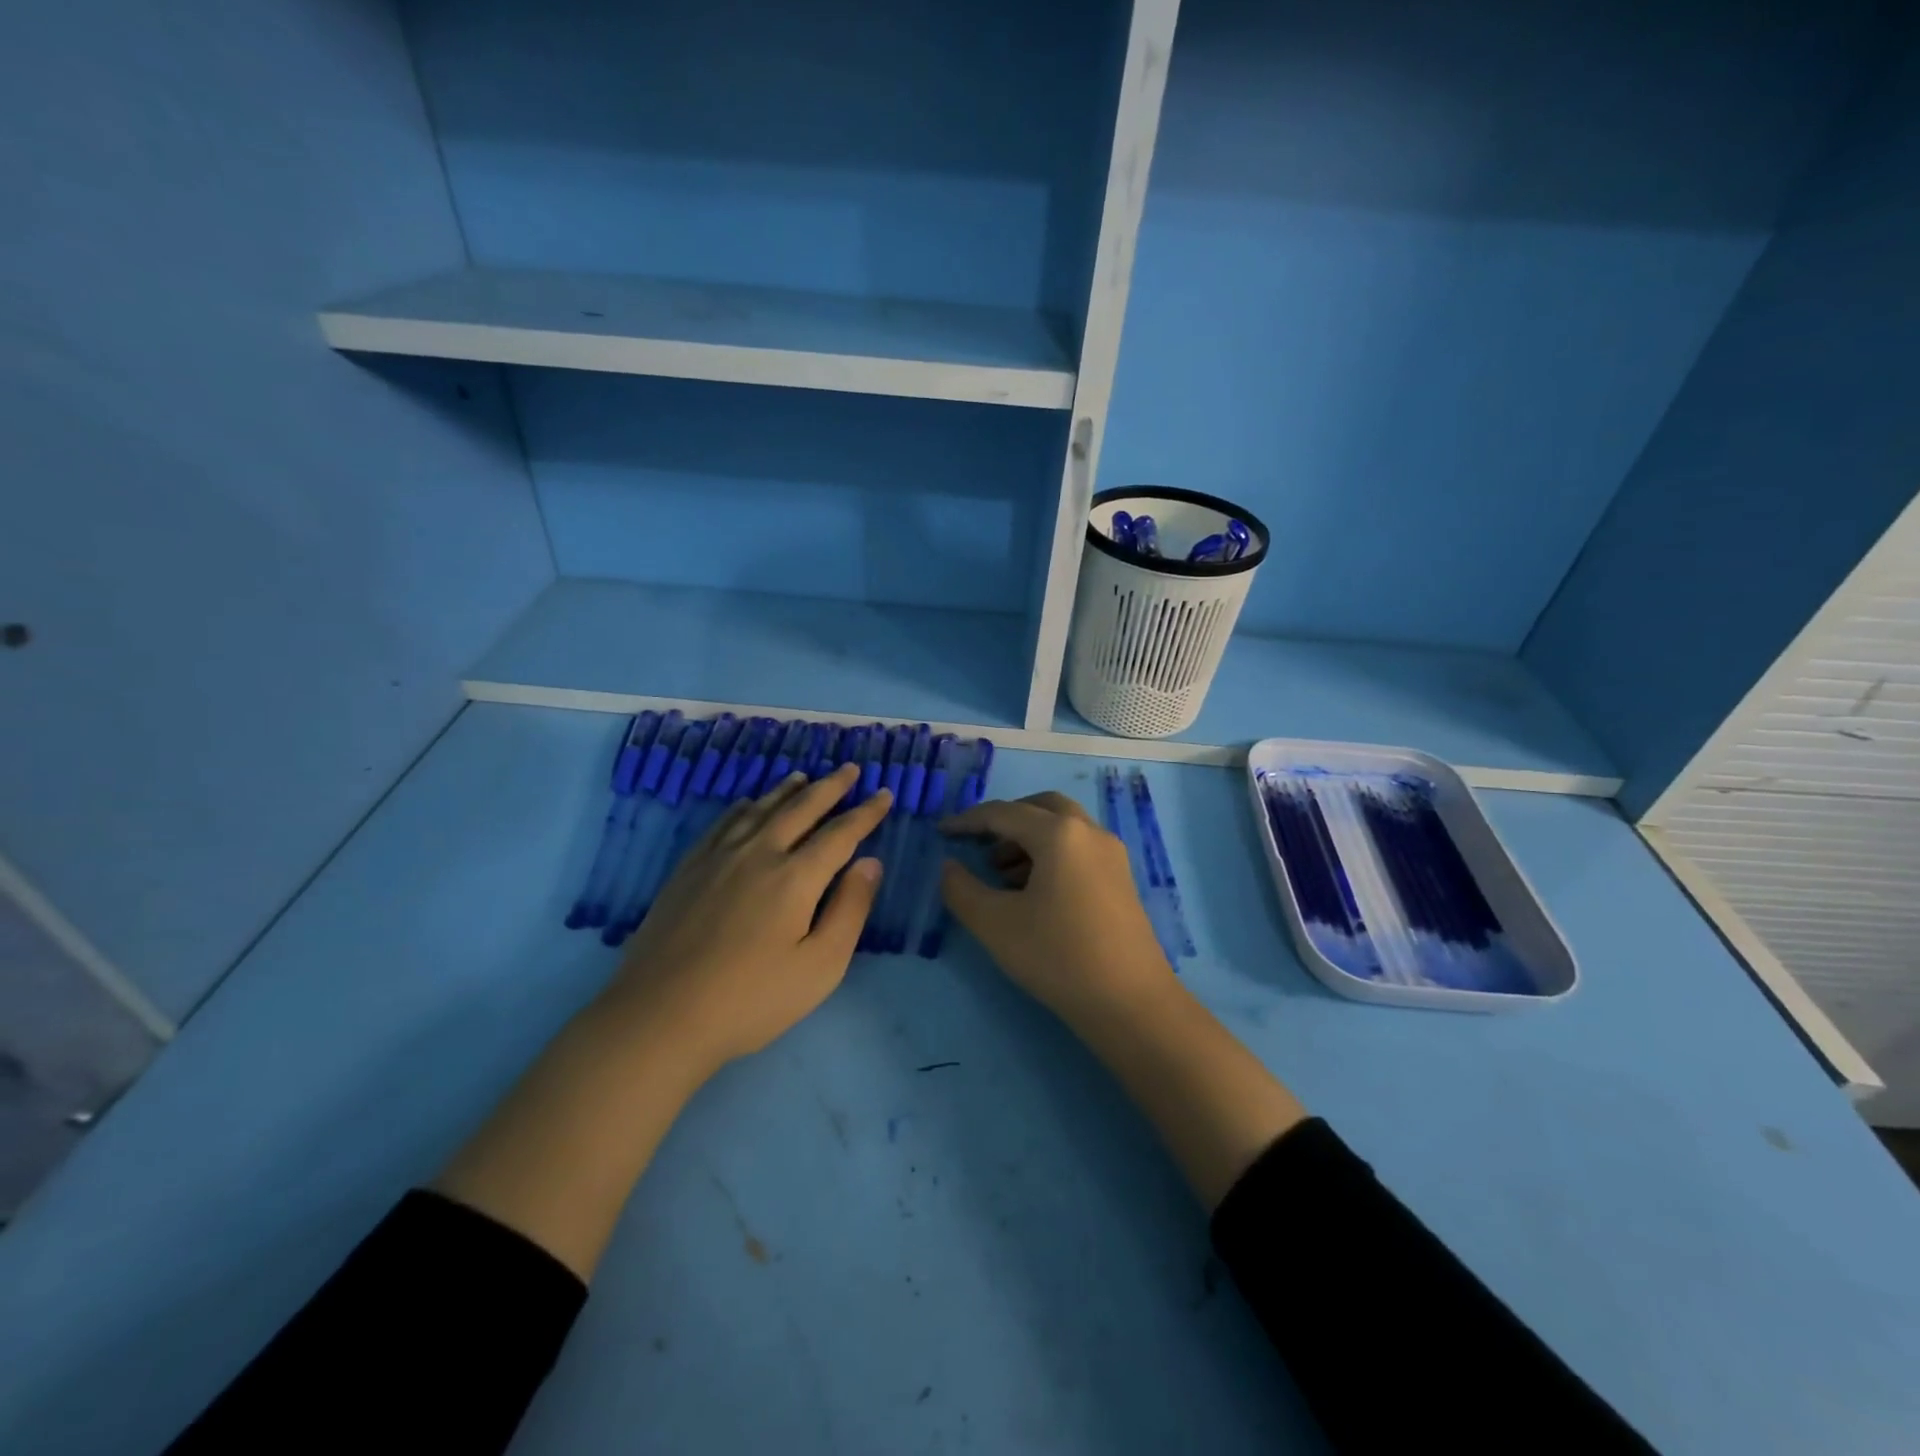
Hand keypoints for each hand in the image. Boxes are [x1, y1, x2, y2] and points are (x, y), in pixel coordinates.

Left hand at [604, 764, 891, 1073]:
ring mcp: (718, 858)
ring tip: (804, 777)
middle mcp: (759, 854)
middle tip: (849, 769)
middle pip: (801, 809)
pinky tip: (747, 804)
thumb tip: (871, 862)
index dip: (866, 813)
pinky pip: (722, 824)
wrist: (661, 1016)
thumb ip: (850, 910)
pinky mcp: (688, 870)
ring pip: (760, 809)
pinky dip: (742, 807)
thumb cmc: (752, 999)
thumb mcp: (820, 967)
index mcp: (796, 877)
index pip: (840, 833)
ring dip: (787, 790)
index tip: (884, 794)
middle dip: (830, 787)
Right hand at [939, 791, 1174, 1020]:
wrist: (1130, 1003)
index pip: (1004, 814)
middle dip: (1006, 820)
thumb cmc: (1057, 956)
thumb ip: (962, 889)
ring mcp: (1111, 854)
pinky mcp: (1121, 879)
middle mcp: (1089, 832)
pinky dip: (1051, 855)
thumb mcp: (995, 924)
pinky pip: (1079, 849)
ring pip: (1063, 828)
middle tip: (979, 843)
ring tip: (1001, 875)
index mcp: (1059, 834)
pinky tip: (1033, 892)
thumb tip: (949, 866)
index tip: (941, 832)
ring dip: (1028, 839)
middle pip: (1041, 808)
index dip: (968, 821)